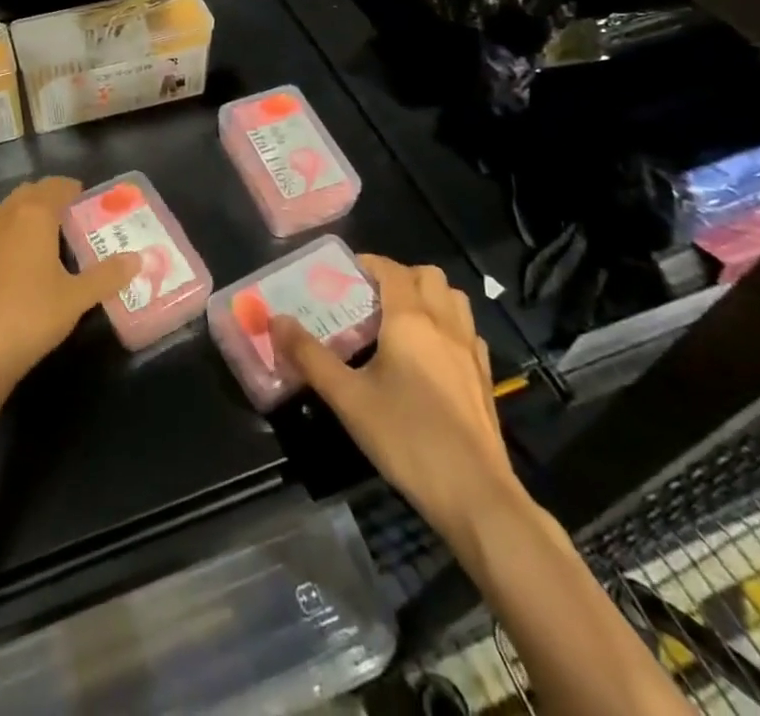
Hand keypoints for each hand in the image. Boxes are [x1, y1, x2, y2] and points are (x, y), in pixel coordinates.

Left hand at [0, 176, 140, 407]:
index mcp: (33, 216)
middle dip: (51, 198)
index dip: (74, 190)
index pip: (55, 186)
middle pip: (30, 193)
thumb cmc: (30, 317)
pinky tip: (23, 266)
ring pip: (9, 212)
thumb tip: (138, 259)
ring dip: (29, 215)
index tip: (90, 203)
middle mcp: (6, 218)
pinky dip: (12, 236)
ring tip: (52, 240)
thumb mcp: (76, 298)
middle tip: (74, 219)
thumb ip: (108, 275)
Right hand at [272, 256, 515, 534]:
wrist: (476, 496)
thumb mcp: (348, 398)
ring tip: (398, 321)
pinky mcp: (484, 377)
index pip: (391, 269)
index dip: (367, 263)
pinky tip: (429, 356)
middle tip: (370, 299)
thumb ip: (310, 356)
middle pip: (428, 276)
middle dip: (399, 276)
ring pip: (453, 299)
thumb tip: (275, 320)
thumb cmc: (407, 438)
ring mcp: (470, 350)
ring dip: (428, 296)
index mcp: (411, 319)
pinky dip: (447, 326)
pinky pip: (466, 331)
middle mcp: (444, 324)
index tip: (342, 275)